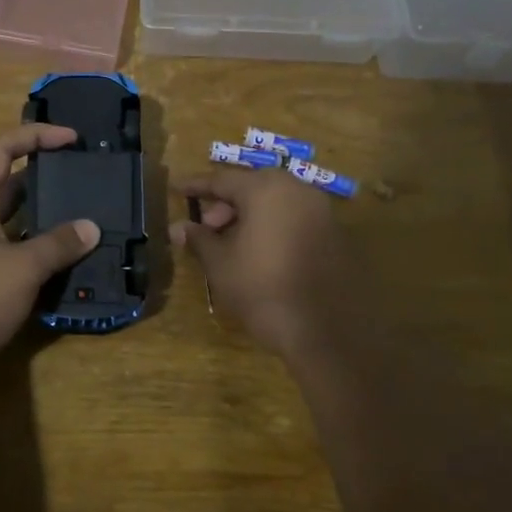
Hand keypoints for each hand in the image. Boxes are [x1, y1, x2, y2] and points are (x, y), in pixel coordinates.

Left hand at [0, 124, 99, 387]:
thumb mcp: (19, 268)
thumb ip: (57, 245)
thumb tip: (91, 227)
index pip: (2, 150)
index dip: (36, 137)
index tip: (73, 139)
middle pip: (11, 188)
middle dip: (47, 180)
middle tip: (87, 182)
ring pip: (16, 228)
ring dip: (48, 225)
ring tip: (88, 224)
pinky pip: (15, 262)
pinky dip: (40, 261)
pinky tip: (70, 268)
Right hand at [170, 165, 372, 358]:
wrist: (327, 332)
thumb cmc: (263, 289)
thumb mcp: (220, 264)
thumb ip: (199, 239)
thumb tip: (180, 227)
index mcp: (266, 189)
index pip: (221, 179)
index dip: (195, 186)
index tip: (176, 188)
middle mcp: (298, 190)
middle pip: (251, 188)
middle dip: (224, 206)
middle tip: (206, 229)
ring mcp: (322, 212)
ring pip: (275, 204)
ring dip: (249, 218)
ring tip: (229, 245)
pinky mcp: (336, 236)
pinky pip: (293, 220)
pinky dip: (272, 228)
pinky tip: (258, 254)